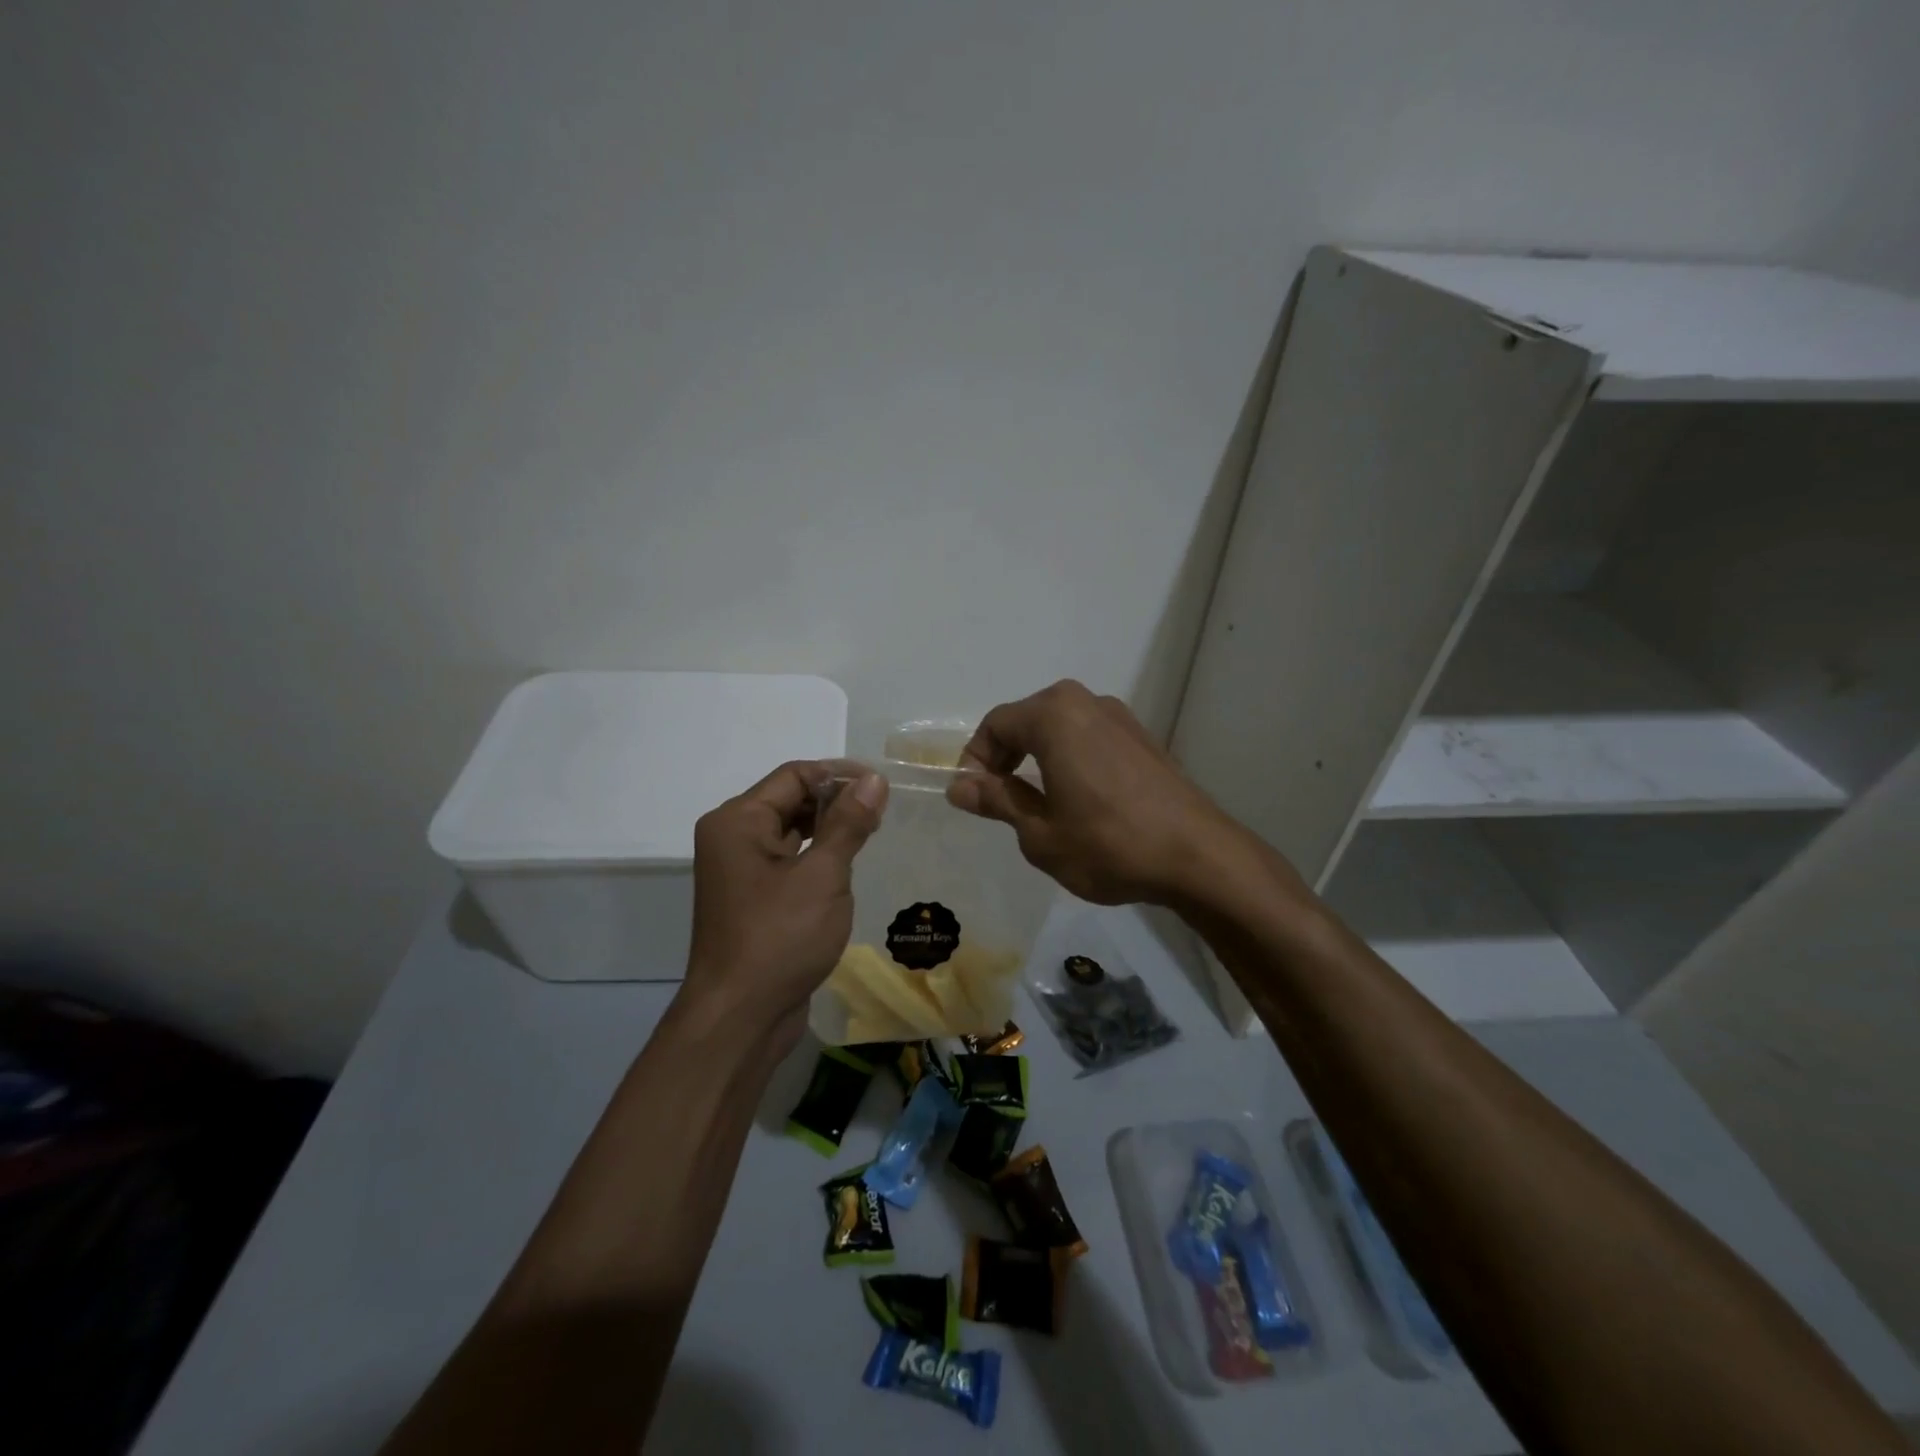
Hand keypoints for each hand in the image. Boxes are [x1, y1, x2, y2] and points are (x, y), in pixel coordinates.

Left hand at [681, 760, 887, 1051]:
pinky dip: (817, 857)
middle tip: (882, 812)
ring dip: (830, 829)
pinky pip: (788, 861)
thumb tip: (873, 779)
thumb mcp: (822, 875)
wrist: (740, 1019)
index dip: (839, 774)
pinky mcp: (752, 898)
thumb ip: (848, 823)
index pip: (794, 775)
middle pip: (789, 799)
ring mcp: (739, 871)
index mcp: (737, 821)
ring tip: (872, 834)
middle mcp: (732, 837)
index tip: (882, 786)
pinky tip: (848, 867)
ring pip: (791, 831)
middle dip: (836, 801)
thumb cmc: (780, 938)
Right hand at [946, 681, 1259, 908]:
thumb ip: (997, 800)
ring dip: (1037, 758)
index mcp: (1054, 716)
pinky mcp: (1142, 738)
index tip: (971, 798)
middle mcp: (1086, 703)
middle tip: (998, 802)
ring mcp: (1120, 718)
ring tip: (1036, 804)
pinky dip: (1069, 760)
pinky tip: (1077, 800)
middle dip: (1005, 757)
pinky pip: (1089, 738)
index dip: (975, 760)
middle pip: (1027, 720)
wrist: (1199, 857)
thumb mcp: (1039, 832)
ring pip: (1060, 729)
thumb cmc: (1108, 845)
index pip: (996, 725)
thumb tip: (959, 786)